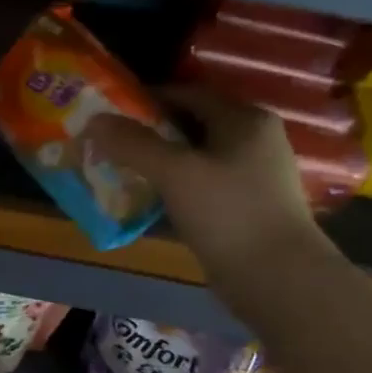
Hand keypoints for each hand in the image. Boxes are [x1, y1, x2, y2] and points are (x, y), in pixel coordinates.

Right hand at [85, 88, 325, 284]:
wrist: (276, 278)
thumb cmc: (228, 213)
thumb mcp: (175, 172)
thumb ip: (133, 144)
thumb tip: (94, 120)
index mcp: (244, 120)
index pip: (187, 93)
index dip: (145, 99)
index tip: (107, 111)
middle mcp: (251, 140)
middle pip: (189, 126)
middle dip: (146, 133)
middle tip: (106, 143)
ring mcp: (249, 176)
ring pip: (191, 159)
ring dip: (155, 163)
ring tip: (116, 171)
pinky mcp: (242, 207)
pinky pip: (197, 186)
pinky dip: (170, 189)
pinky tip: (143, 201)